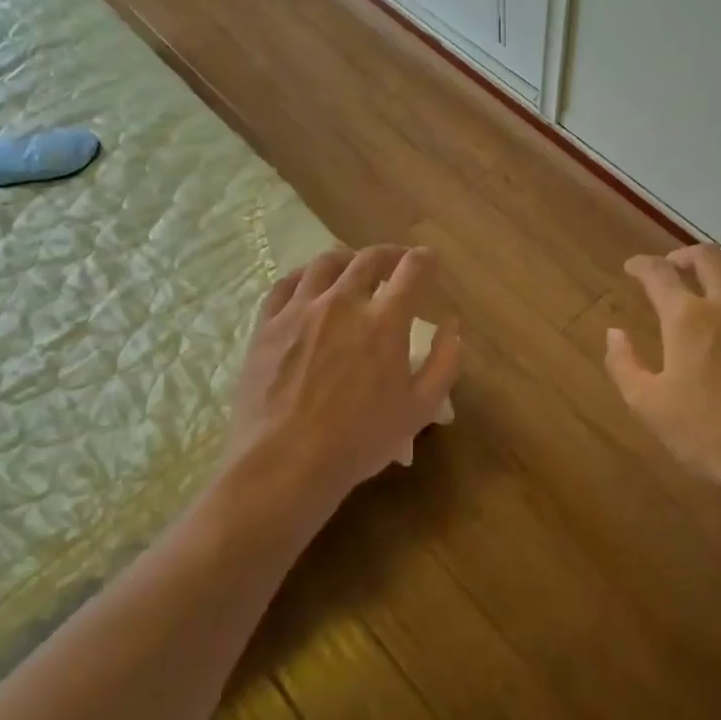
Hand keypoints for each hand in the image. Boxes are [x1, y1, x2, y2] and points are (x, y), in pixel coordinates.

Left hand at [225, 245, 461, 514]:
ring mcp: (299, 310)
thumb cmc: (358, 441)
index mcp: (384, 322)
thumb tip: (453, 326)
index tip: (430, 261)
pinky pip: (286, 284)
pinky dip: (305, 276)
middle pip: (369, 258)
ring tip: (353, 269)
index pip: (412, 270)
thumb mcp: (419, 409)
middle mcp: (342, 303)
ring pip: (325, 263)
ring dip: (347, 260)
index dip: (426, 260)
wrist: (284, 465)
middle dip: (390, 254)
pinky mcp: (267, 325)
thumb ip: (444, 362)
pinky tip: (310, 285)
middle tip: (396, 263)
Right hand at [605, 245, 720, 485]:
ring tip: (712, 284)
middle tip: (672, 268)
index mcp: (688, 317)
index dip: (641, 265)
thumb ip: (624, 364)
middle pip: (706, 257)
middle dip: (683, 256)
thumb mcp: (649, 406)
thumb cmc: (710, 434)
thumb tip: (614, 332)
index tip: (632, 267)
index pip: (659, 273)